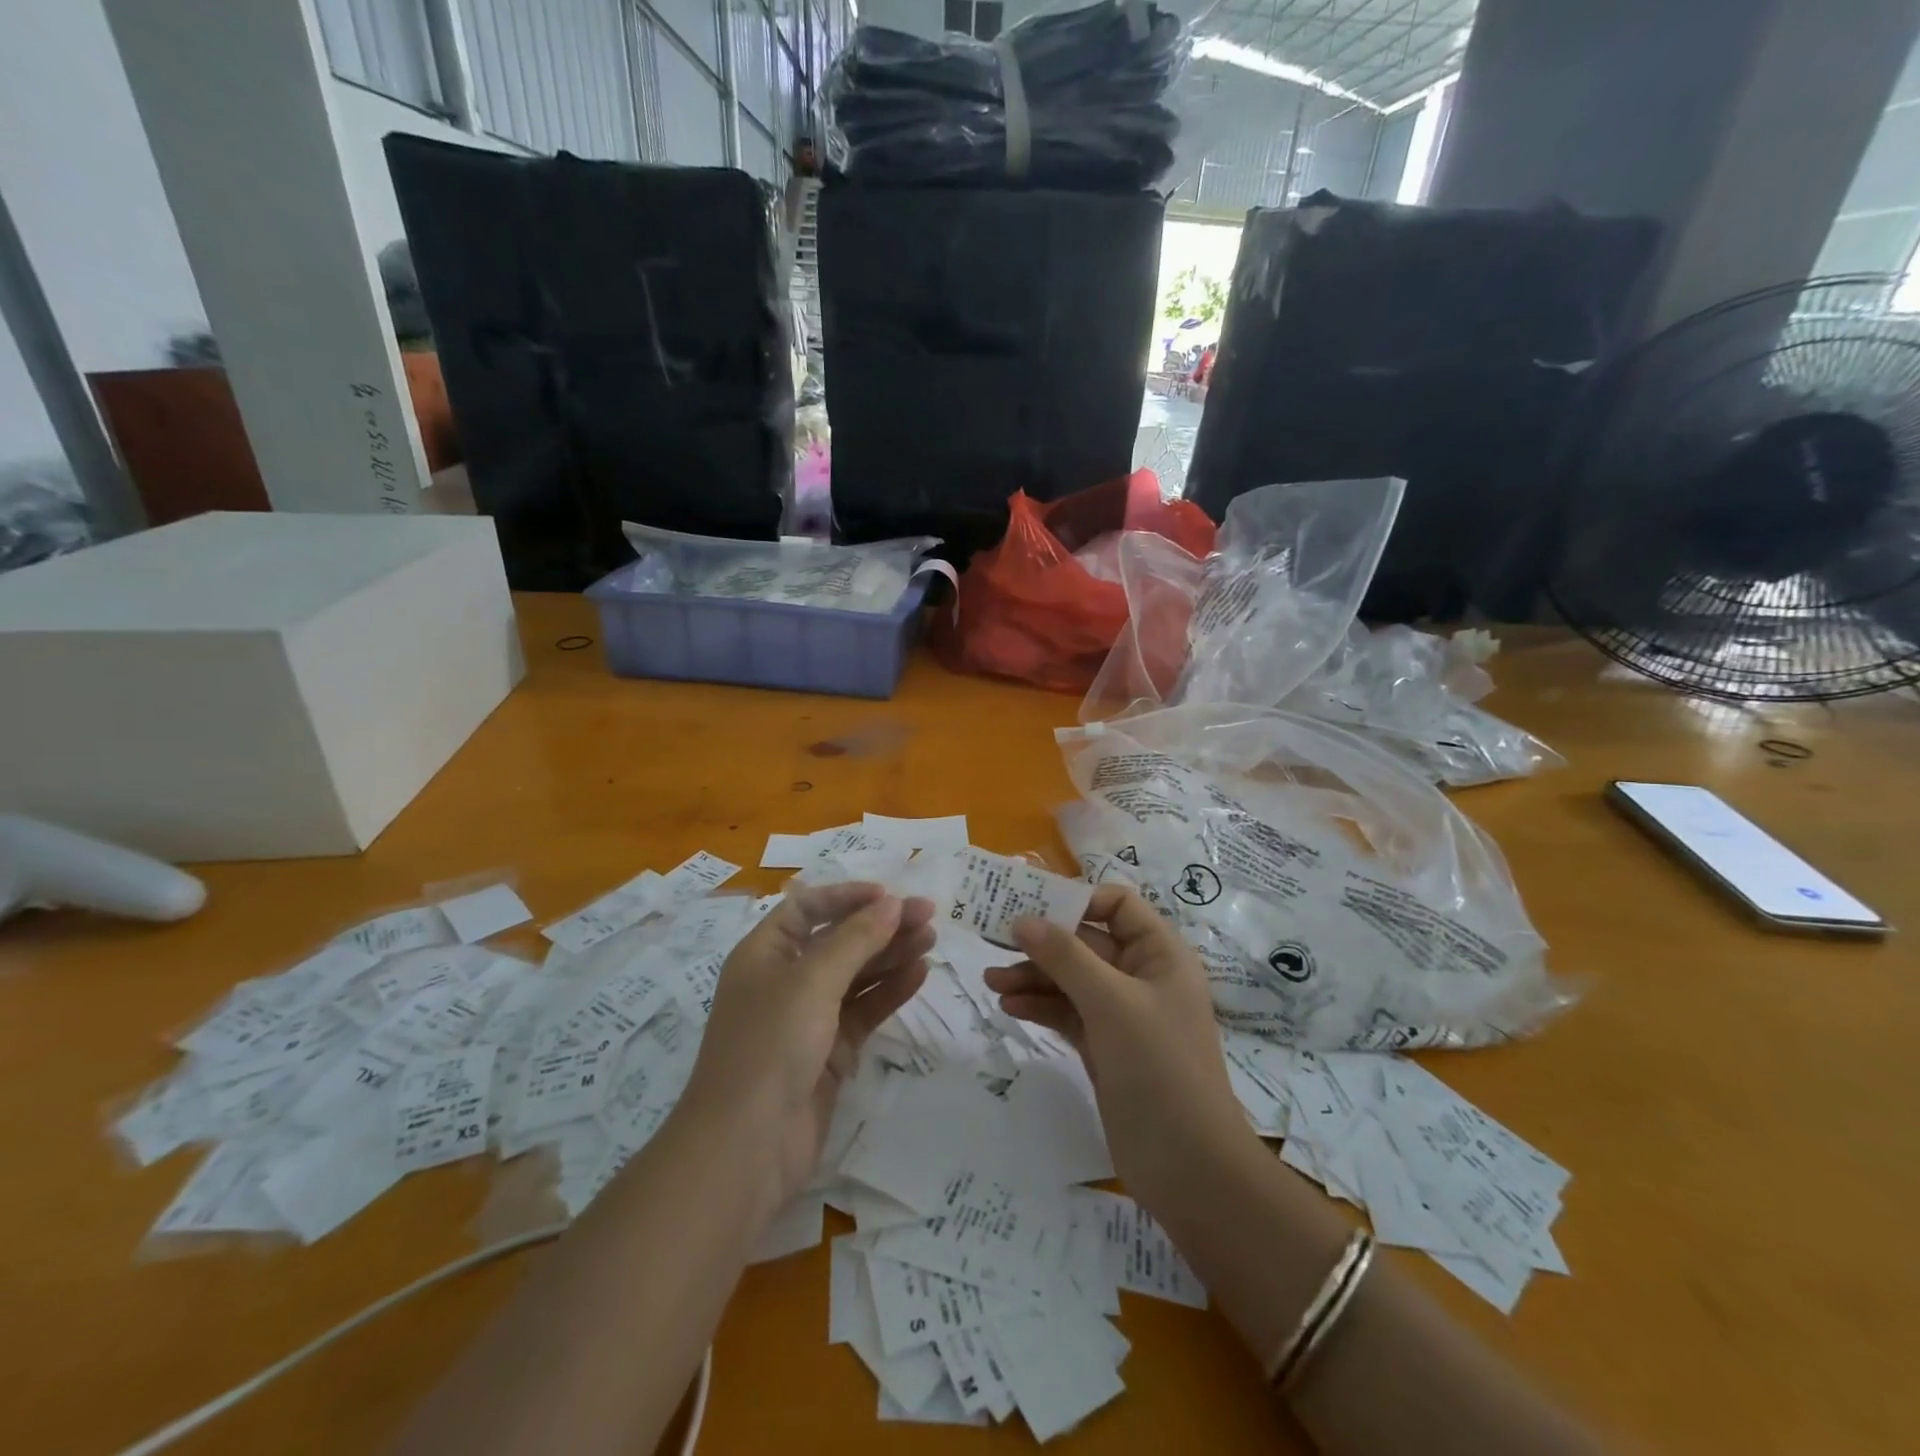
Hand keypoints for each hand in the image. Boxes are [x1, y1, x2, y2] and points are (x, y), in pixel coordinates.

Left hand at [686, 884, 933, 1203]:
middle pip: (838, 940)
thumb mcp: (812, 981)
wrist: (747, 1147)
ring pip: (856, 975)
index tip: (890, 894)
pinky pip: (864, 1010)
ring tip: (931, 939)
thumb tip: (892, 903)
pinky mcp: (829, 1052)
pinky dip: (890, 991)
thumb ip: (856, 939)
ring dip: (891, 955)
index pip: (807, 908)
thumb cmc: (771, 1045)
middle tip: (928, 915)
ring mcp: (808, 1018)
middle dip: (880, 925)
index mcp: (764, 953)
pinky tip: (919, 974)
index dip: (847, 896)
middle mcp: (785, 980)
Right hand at [986, 884, 1246, 1201]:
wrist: (1188, 1167)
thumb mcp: (1111, 1002)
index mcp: (1159, 954)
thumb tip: (1023, 919)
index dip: (1078, 900)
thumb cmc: (1158, 1067)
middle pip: (1086, 942)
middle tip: (994, 940)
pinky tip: (1009, 1006)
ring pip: (1071, 979)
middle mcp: (1142, 976)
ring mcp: (1122, 1015)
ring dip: (1034, 976)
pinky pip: (1067, 1012)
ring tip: (991, 981)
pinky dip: (1040, 1006)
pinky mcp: (1105, 1047)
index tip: (1032, 906)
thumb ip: (1065, 956)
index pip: (1118, 905)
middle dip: (1043, 942)